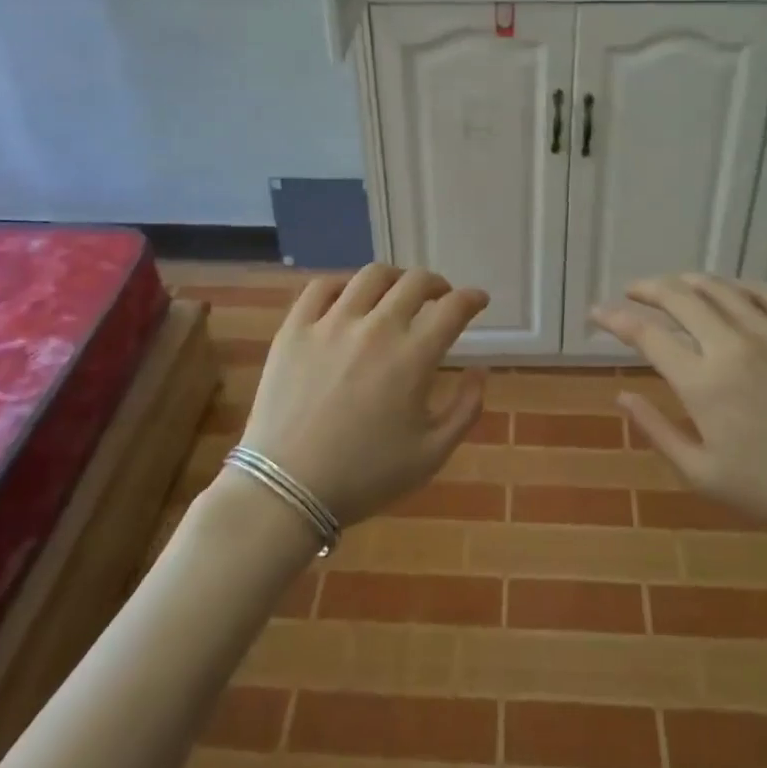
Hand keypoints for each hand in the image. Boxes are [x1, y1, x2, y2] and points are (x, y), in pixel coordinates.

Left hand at [238, 263, 489, 526]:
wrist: (287, 491)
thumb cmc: (365, 477)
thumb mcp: (431, 454)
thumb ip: (466, 409)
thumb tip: (479, 370)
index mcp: (412, 357)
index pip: (453, 308)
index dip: (472, 298)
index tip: (478, 300)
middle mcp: (375, 328)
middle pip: (415, 282)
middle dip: (437, 284)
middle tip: (440, 297)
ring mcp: (331, 324)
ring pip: (371, 276)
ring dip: (394, 278)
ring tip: (396, 292)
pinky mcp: (295, 329)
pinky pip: (321, 287)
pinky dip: (343, 285)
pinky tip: (348, 298)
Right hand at [592, 274, 766, 541]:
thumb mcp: (704, 475)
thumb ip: (658, 432)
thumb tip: (622, 396)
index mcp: (702, 381)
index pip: (647, 334)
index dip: (616, 319)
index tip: (597, 313)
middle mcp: (731, 344)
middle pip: (678, 297)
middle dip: (646, 289)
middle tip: (632, 292)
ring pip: (718, 287)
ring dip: (687, 282)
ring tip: (672, 287)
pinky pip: (764, 292)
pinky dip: (736, 285)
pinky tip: (728, 291)